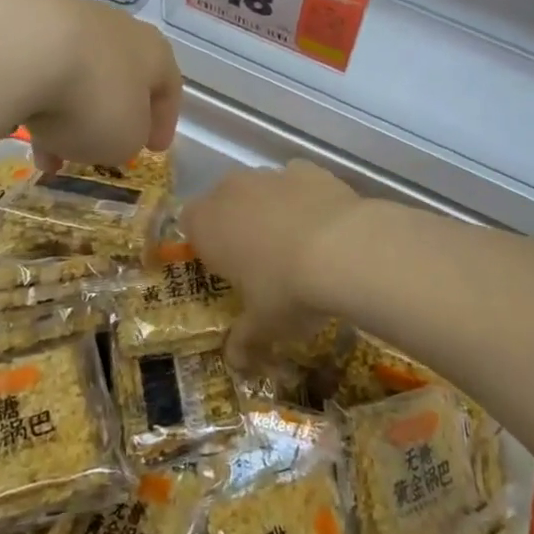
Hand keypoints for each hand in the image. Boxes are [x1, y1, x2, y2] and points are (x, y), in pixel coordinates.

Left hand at [0, 0, 181, 168]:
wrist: (20, 47)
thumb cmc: (92, 99)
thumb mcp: (124, 140)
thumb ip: (129, 139)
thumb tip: (116, 134)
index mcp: (153, 52)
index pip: (168, 88)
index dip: (164, 122)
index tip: (154, 149)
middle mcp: (116, 27)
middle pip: (117, 78)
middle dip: (106, 118)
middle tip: (94, 151)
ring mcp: (68, 16)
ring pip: (73, 73)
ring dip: (64, 111)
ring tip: (43, 149)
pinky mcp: (22, 16)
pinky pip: (36, 64)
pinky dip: (32, 93)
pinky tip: (15, 118)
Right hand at [183, 161, 365, 366]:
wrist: (344, 249)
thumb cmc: (285, 290)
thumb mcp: (263, 325)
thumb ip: (244, 340)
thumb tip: (235, 364)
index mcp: (206, 224)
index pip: (189, 224)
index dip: (205, 245)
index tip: (226, 269)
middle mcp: (231, 190)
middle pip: (224, 202)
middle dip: (237, 226)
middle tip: (261, 262)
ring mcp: (270, 175)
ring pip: (261, 190)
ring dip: (270, 210)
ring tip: (299, 246)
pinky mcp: (307, 169)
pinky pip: (296, 182)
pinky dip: (304, 198)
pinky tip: (324, 225)